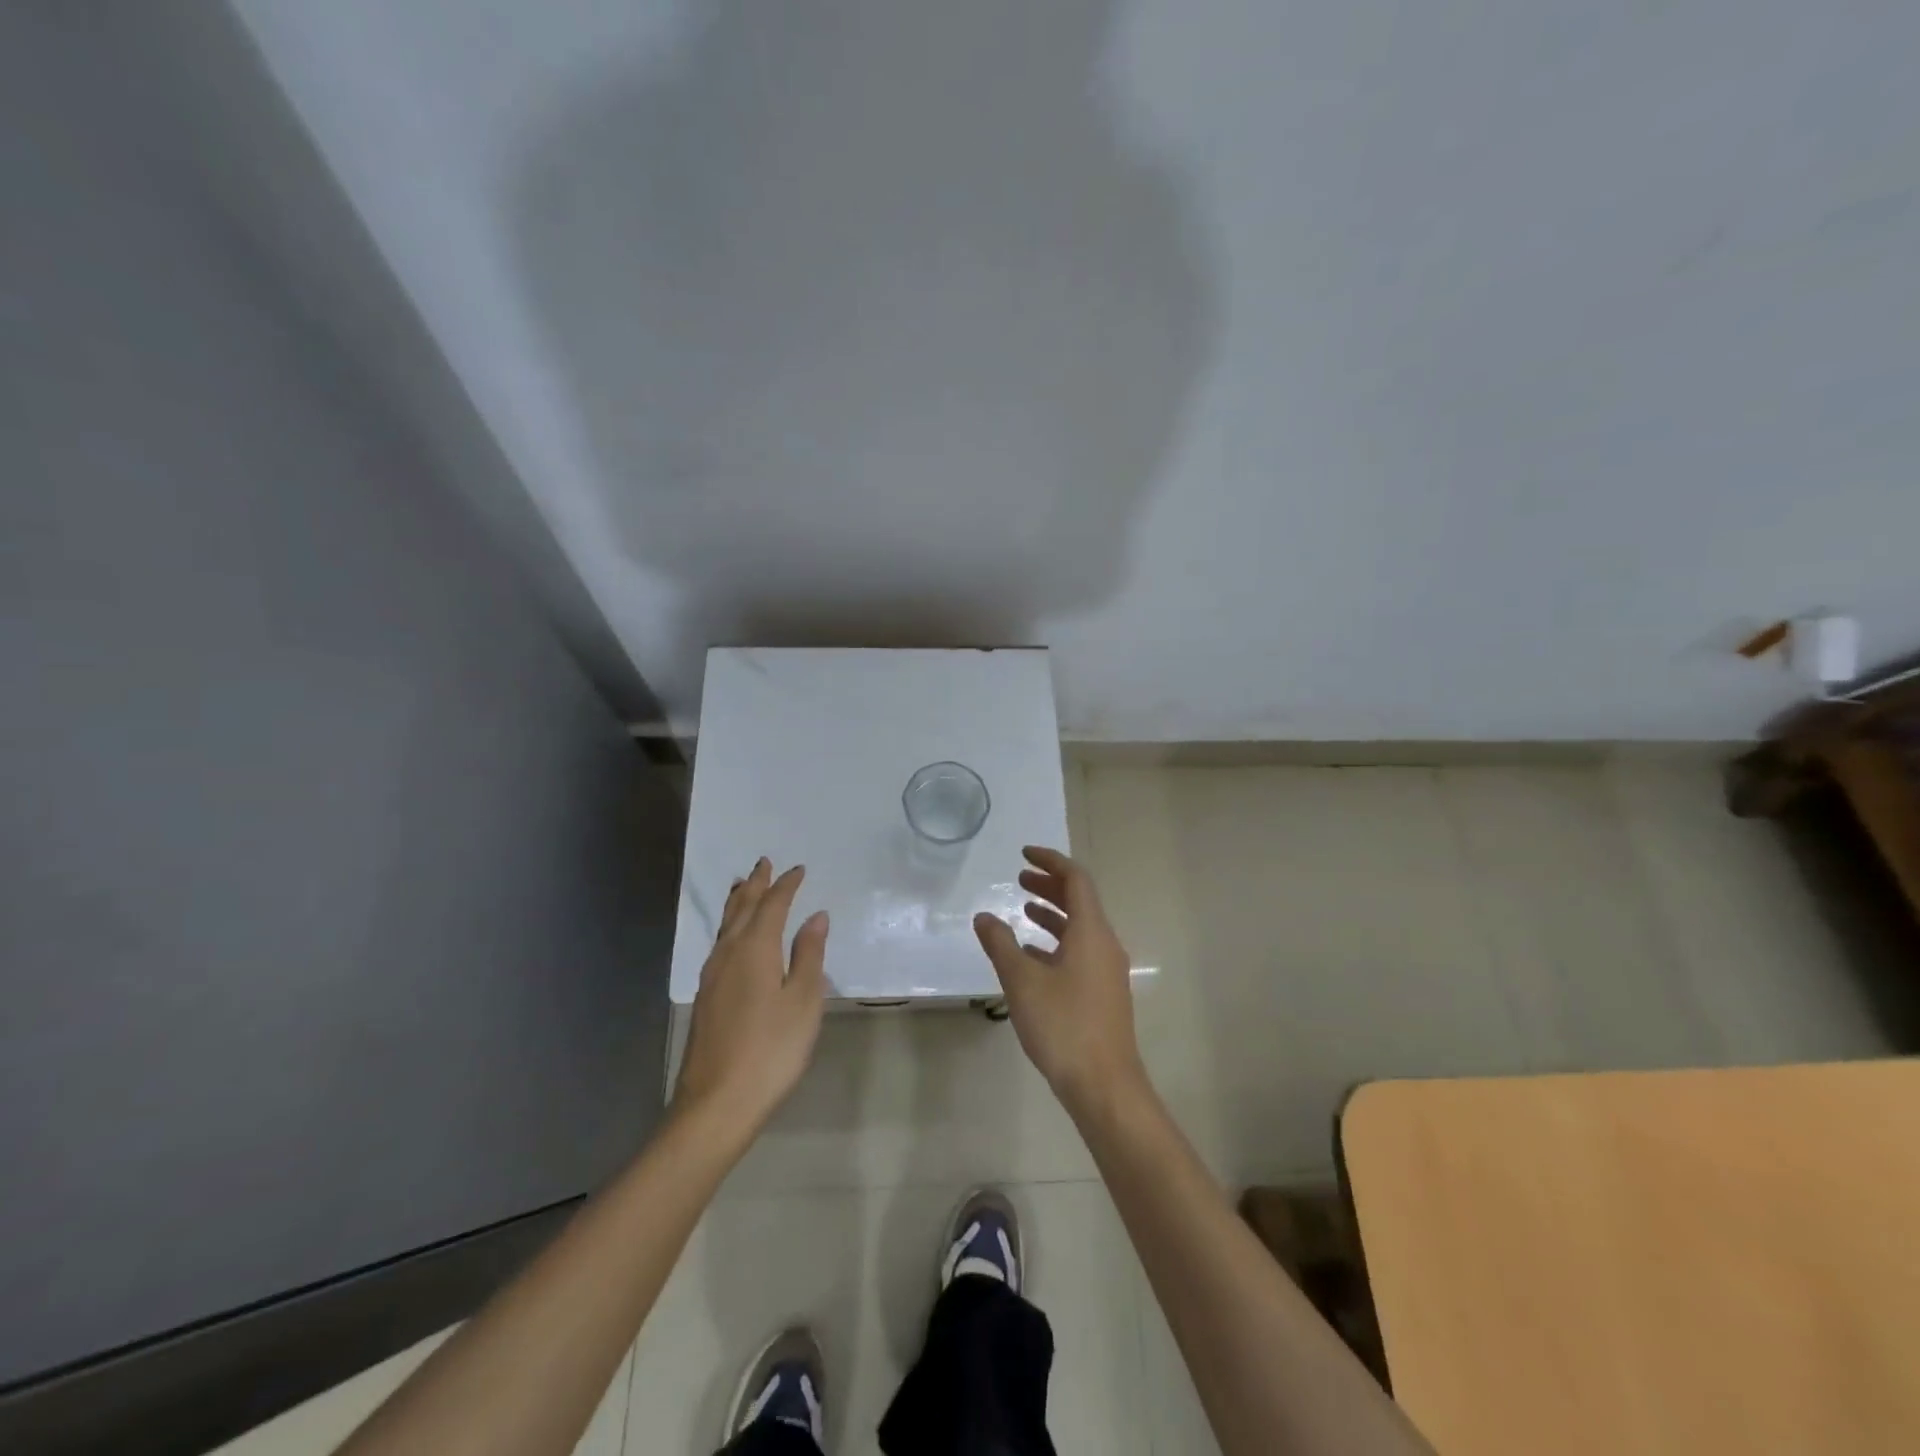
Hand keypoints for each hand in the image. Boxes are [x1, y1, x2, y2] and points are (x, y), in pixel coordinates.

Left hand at [675, 858, 827, 1135]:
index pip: (772, 905)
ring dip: (738, 902)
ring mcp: (712, 976)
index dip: (786, 885)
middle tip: (763, 863)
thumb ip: (809, 955)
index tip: (798, 869)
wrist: (717, 1102)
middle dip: (756, 884)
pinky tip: (732, 937)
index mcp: (755, 948)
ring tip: (743, 886)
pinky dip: (729, 926)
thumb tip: (816, 916)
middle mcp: (728, 953)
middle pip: (742, 908)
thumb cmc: (771, 1049)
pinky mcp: (706, 996)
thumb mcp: (803, 1001)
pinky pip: (719, 943)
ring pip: (725, 925)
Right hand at [974, 846, 1146, 1111]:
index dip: (1051, 861)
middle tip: (1019, 879)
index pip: (1076, 879)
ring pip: (1080, 928)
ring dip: (1053, 914)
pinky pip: (1080, 951)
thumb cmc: (1063, 1025)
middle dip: (1050, 886)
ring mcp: (1107, 970)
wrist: (1104, 1086)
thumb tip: (983, 916)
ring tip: (1023, 910)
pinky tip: (1032, 956)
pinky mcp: (1103, 993)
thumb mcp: (1022, 981)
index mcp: (1091, 932)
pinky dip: (1056, 942)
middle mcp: (1104, 944)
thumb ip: (1001, 944)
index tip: (1024, 854)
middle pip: (1080, 901)